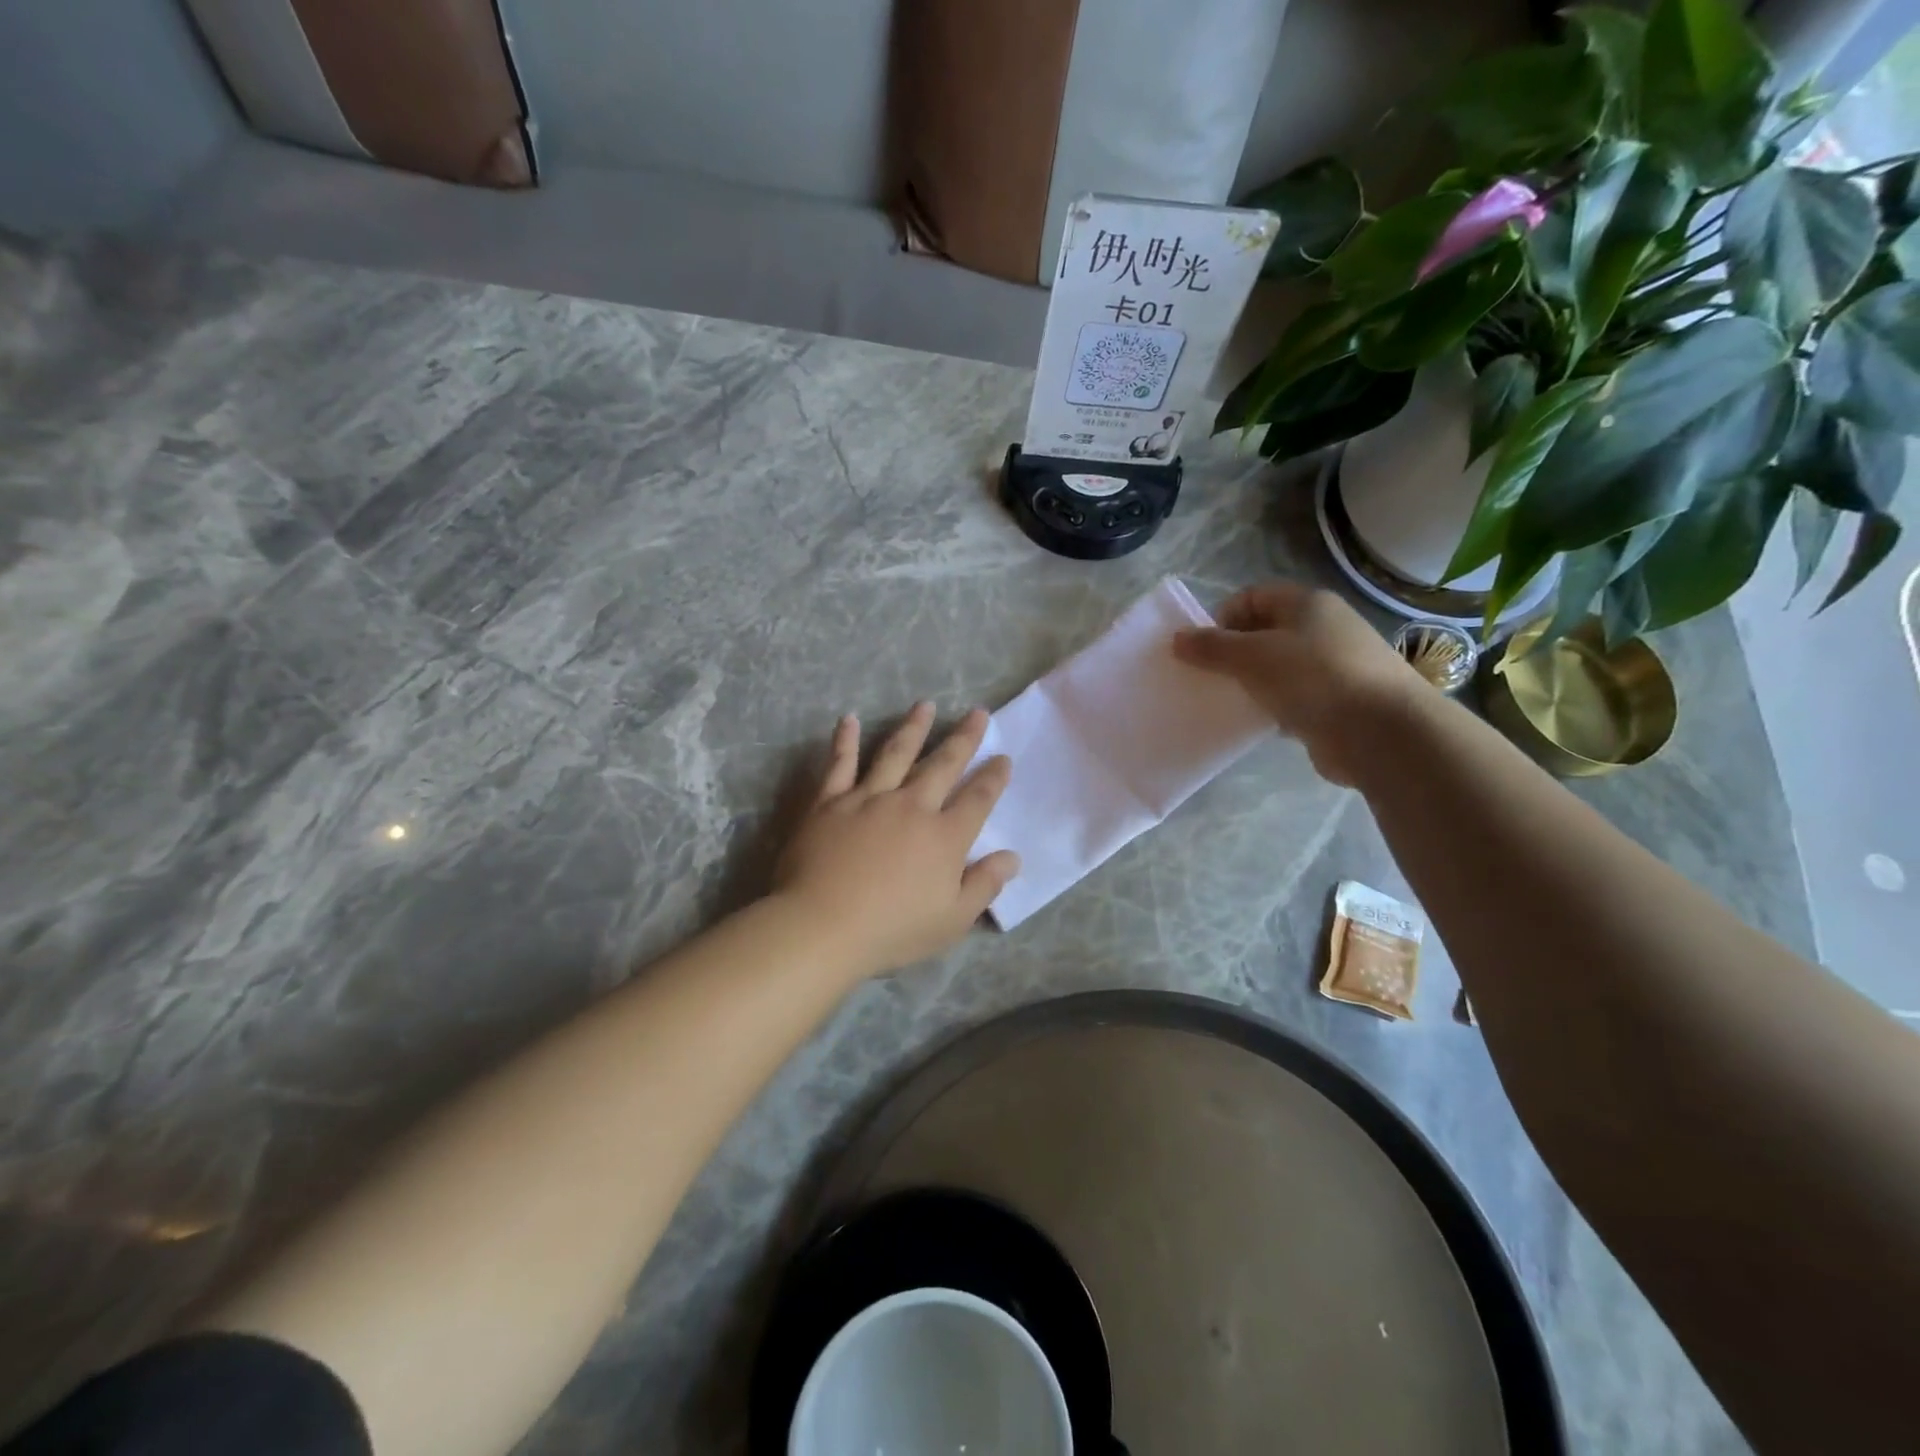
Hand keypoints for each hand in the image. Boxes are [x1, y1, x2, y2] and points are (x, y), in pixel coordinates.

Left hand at [773, 704, 1019, 977]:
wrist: (822, 925)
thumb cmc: (892, 930)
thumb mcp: (951, 920)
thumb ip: (984, 885)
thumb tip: (1013, 857)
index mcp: (944, 836)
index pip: (978, 799)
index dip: (994, 778)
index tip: (1004, 757)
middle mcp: (911, 806)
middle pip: (943, 765)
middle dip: (964, 738)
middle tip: (978, 714)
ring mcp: (869, 798)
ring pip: (896, 753)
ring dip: (913, 727)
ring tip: (926, 705)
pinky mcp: (830, 801)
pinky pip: (840, 764)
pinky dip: (846, 740)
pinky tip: (850, 719)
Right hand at [1173, 582, 1425, 785]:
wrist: (1381, 732)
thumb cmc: (1313, 678)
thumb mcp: (1252, 657)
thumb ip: (1212, 647)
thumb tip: (1177, 638)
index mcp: (1307, 604)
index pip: (1253, 596)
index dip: (1223, 617)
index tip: (1202, 648)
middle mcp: (1323, 628)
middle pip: (1265, 632)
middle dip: (1232, 653)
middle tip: (1207, 677)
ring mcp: (1333, 667)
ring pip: (1277, 668)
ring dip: (1251, 683)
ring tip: (1227, 702)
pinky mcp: (1337, 703)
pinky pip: (1292, 699)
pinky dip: (1272, 708)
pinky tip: (1256, 724)